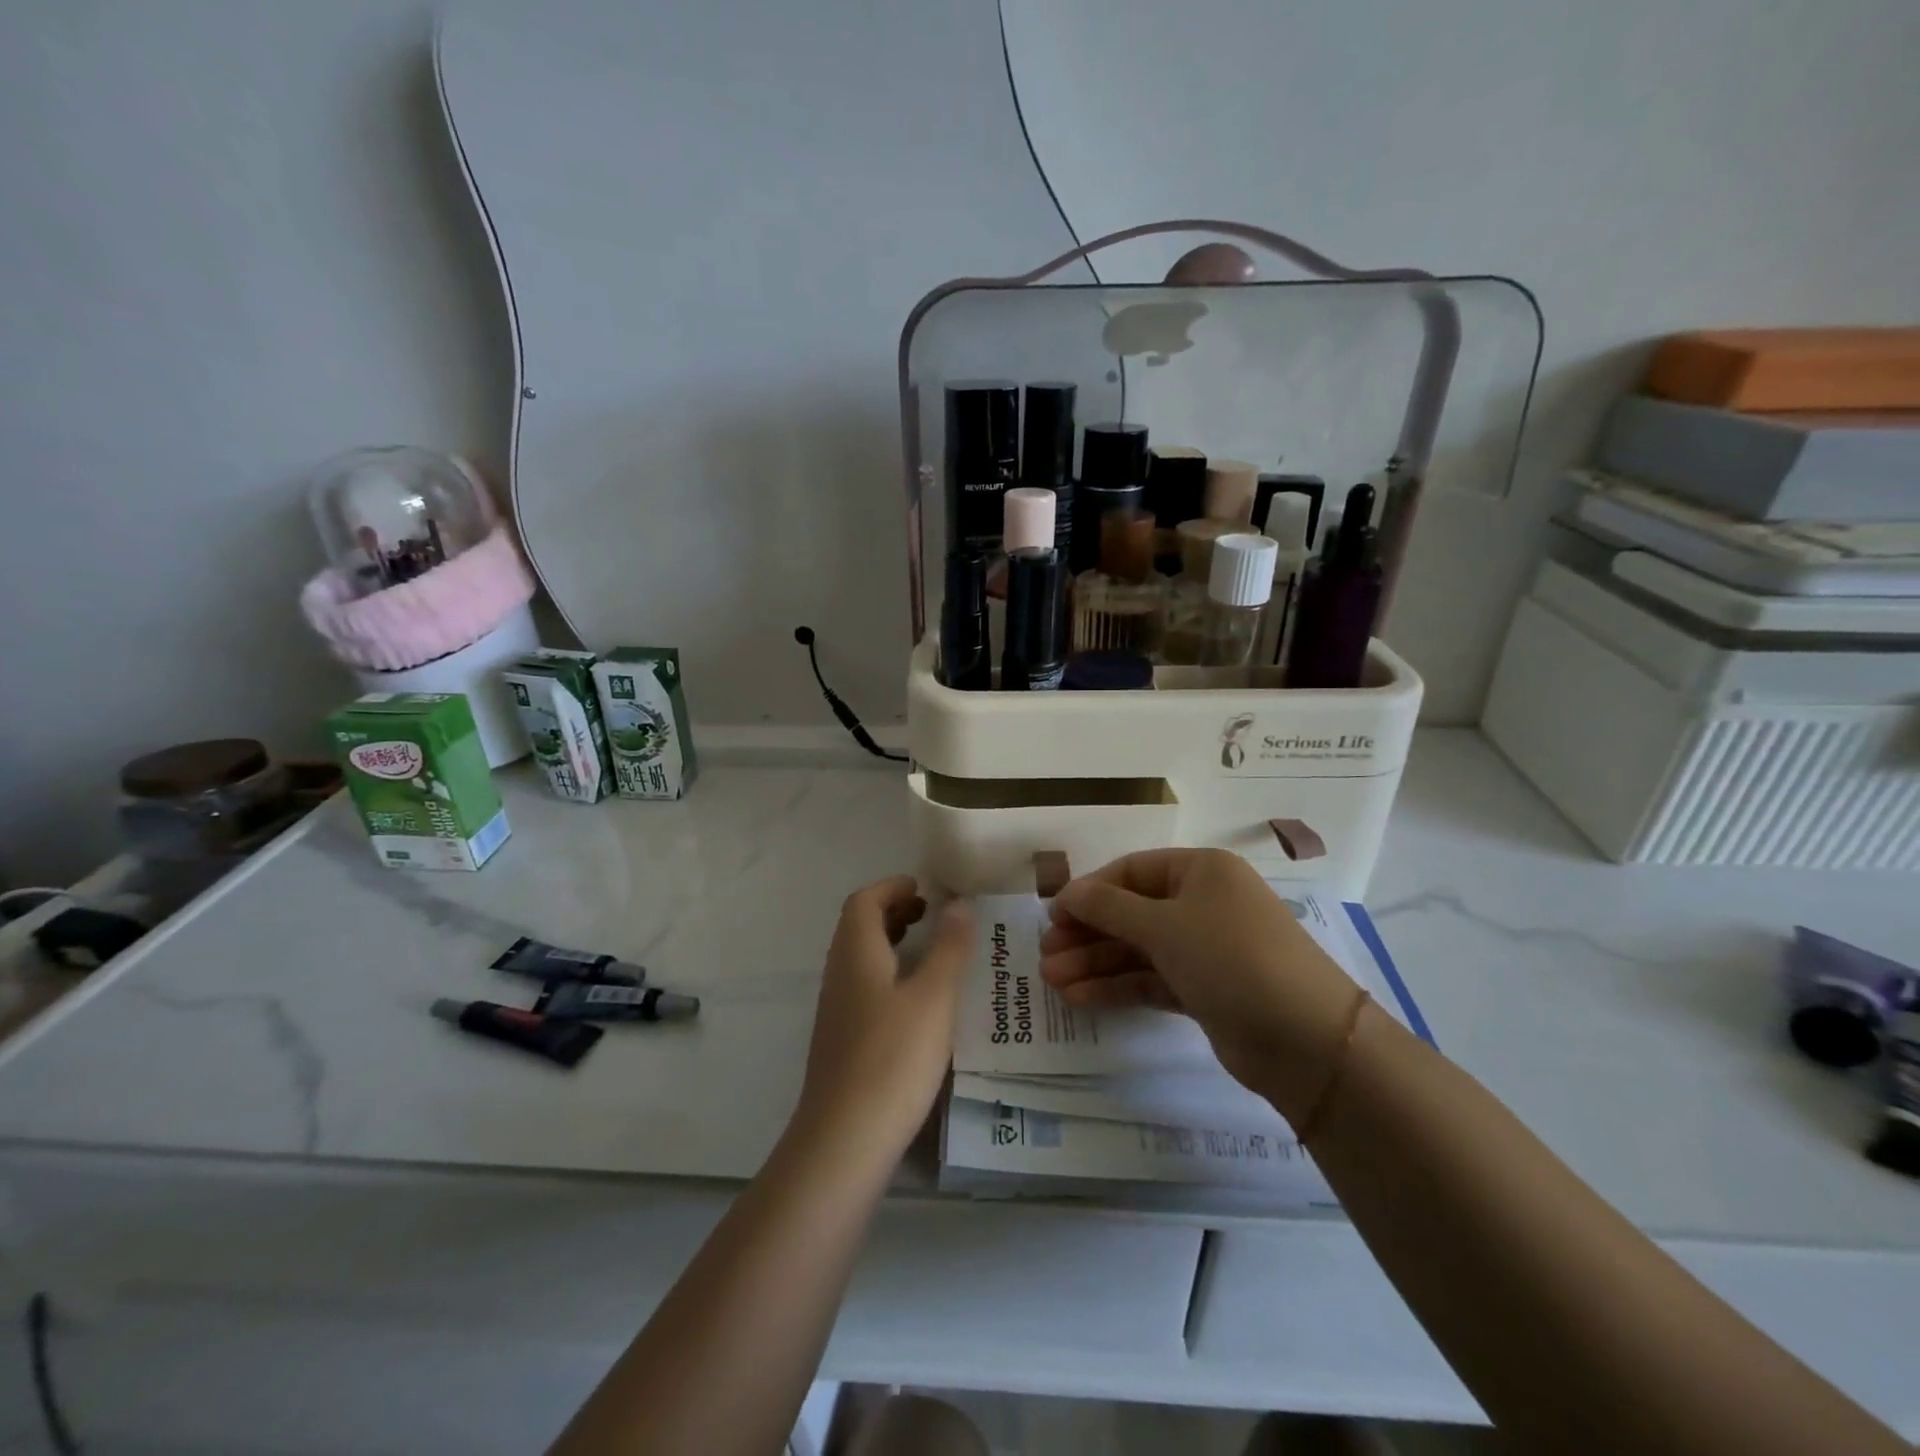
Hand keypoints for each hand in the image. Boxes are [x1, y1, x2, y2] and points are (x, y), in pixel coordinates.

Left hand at [791, 875, 973, 1163]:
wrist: (845, 1139)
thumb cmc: (894, 1057)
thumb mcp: (934, 997)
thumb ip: (948, 947)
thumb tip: (957, 903)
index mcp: (856, 953)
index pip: (864, 901)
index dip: (892, 887)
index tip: (925, 887)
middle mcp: (839, 973)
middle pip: (859, 926)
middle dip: (894, 911)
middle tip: (931, 913)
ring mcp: (837, 1009)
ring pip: (861, 958)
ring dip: (891, 942)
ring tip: (929, 949)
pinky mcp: (842, 1039)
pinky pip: (864, 985)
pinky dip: (889, 973)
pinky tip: (917, 1000)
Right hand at [1038, 849, 1361, 1125]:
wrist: (1305, 1039)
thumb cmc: (1230, 957)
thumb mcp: (1164, 925)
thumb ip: (1108, 907)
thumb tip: (1066, 893)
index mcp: (1201, 871)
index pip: (1132, 871)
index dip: (1090, 891)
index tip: (1053, 915)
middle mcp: (1203, 904)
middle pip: (1132, 912)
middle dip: (1087, 934)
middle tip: (1046, 955)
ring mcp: (1205, 949)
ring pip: (1139, 950)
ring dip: (1096, 963)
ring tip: (1051, 982)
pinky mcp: (1205, 990)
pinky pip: (1152, 979)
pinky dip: (1118, 987)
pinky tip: (1080, 997)